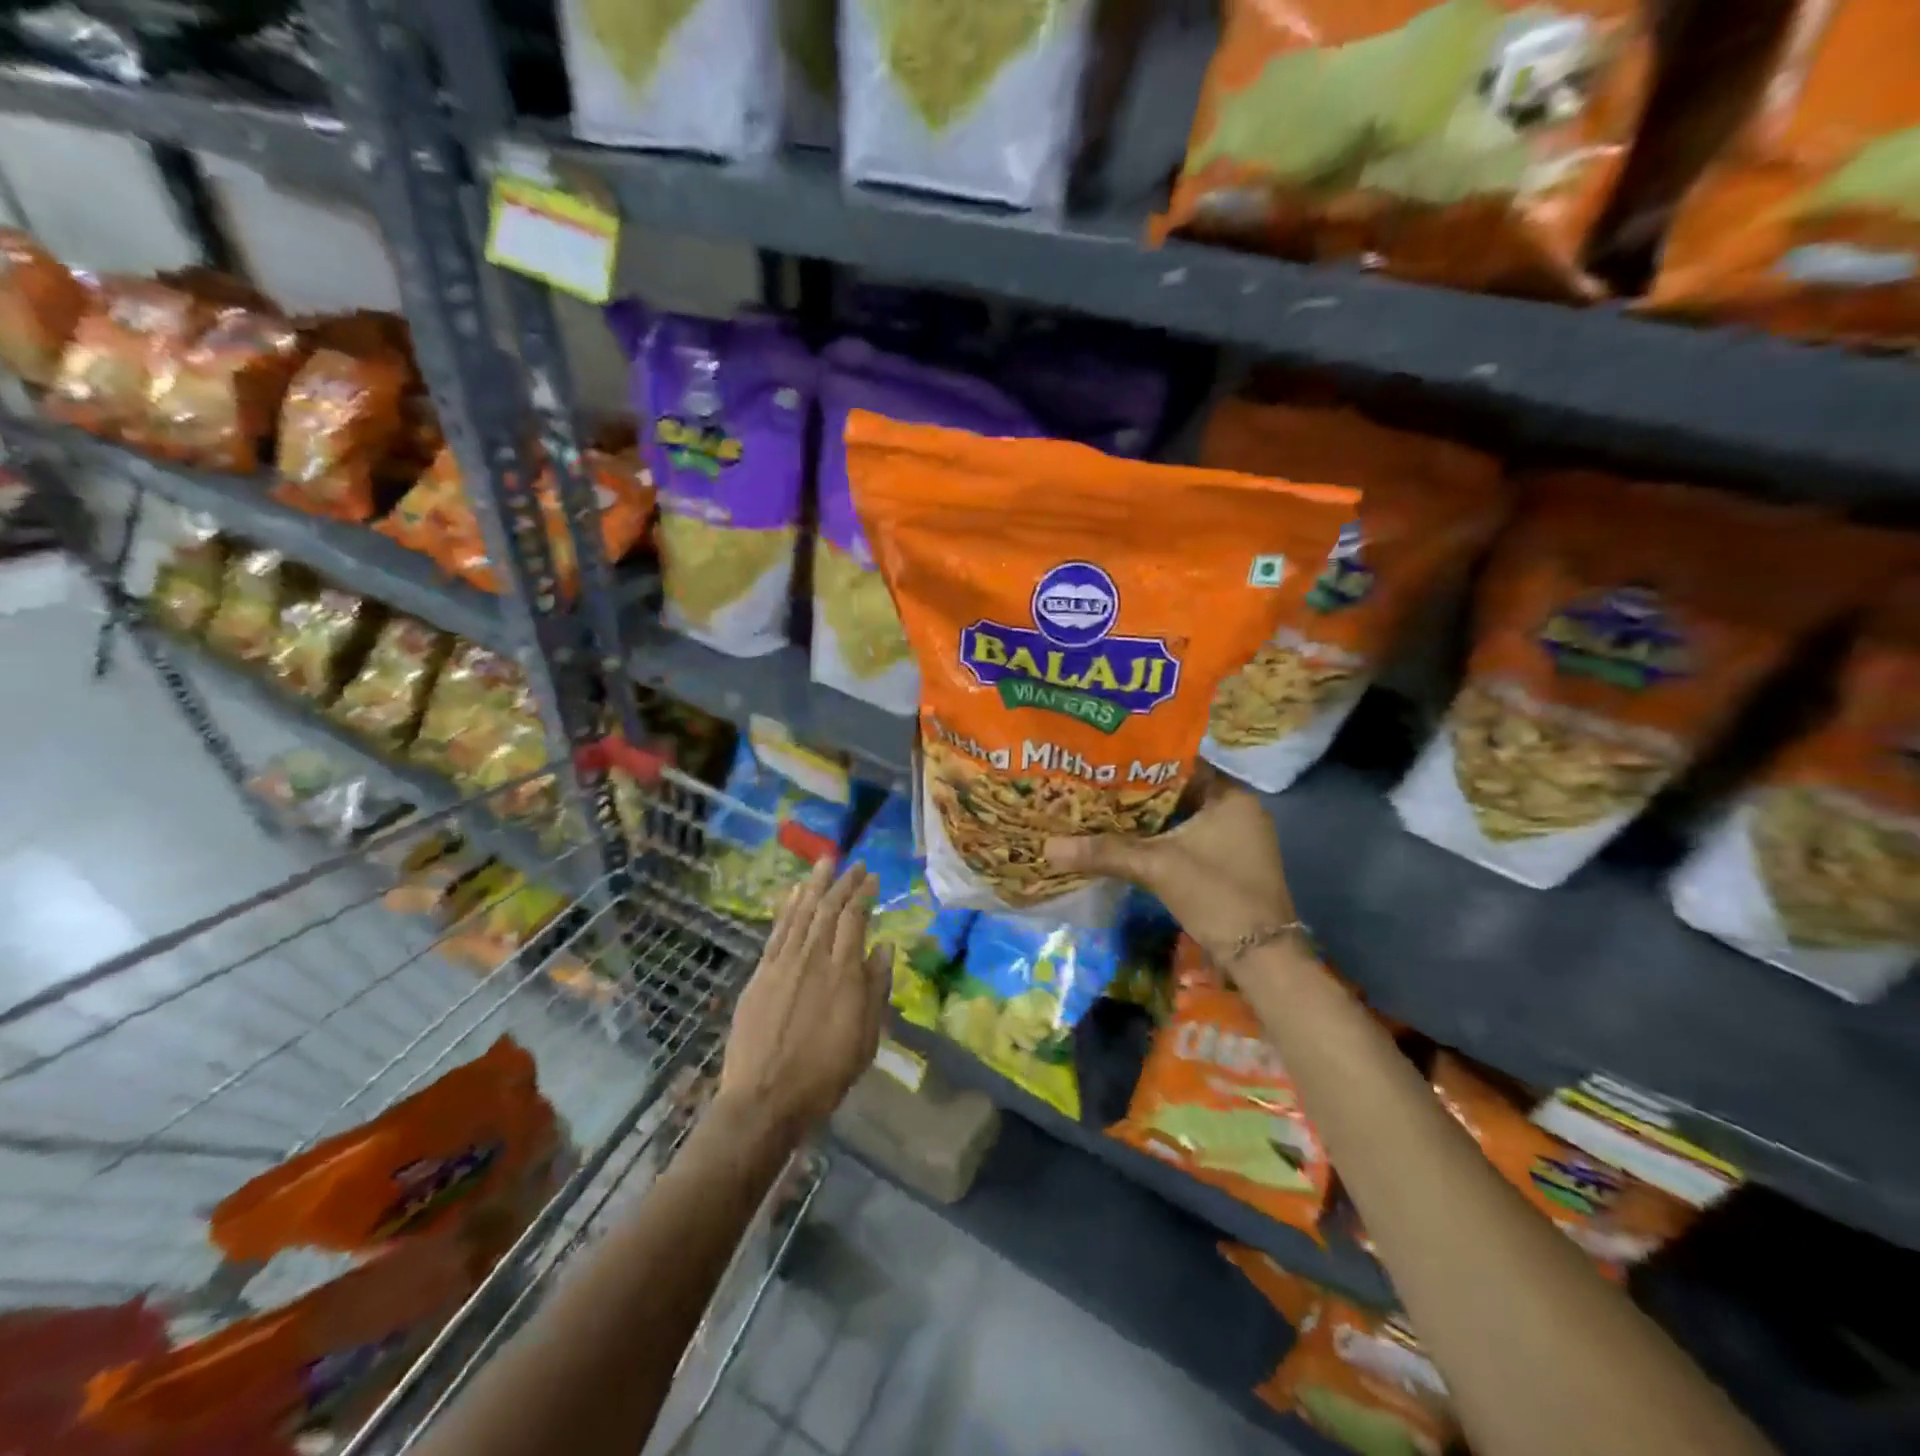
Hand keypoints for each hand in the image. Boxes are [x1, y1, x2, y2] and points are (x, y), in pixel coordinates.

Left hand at [719, 859, 888, 1133]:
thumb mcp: (865, 1038)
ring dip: (814, 886)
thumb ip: (876, 989)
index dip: (863, 894)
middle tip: (853, 864)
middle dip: (842, 883)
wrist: (764, 1099)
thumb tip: (884, 947)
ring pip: (801, 913)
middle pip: (828, 909)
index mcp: (843, 974)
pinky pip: (777, 932)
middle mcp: (813, 959)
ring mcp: (783, 964)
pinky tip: (793, 894)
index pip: (854, 919)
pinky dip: (786, 909)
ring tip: (824, 863)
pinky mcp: (760, 975)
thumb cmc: (824, 1075)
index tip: (871, 877)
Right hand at [1044, 772, 1292, 968]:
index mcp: (1230, 797)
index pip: (1181, 763)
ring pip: (1181, 818)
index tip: (1105, 760)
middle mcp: (1237, 811)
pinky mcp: (1228, 863)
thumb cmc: (1217, 896)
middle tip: (1096, 785)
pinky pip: (1187, 839)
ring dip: (1148, 819)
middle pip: (1178, 791)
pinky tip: (1127, 842)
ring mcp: (1235, 839)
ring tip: (1102, 809)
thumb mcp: (1157, 867)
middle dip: (1138, 792)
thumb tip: (1048, 847)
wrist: (1262, 958)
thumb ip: (1105, 852)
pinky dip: (1160, 840)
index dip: (1142, 761)